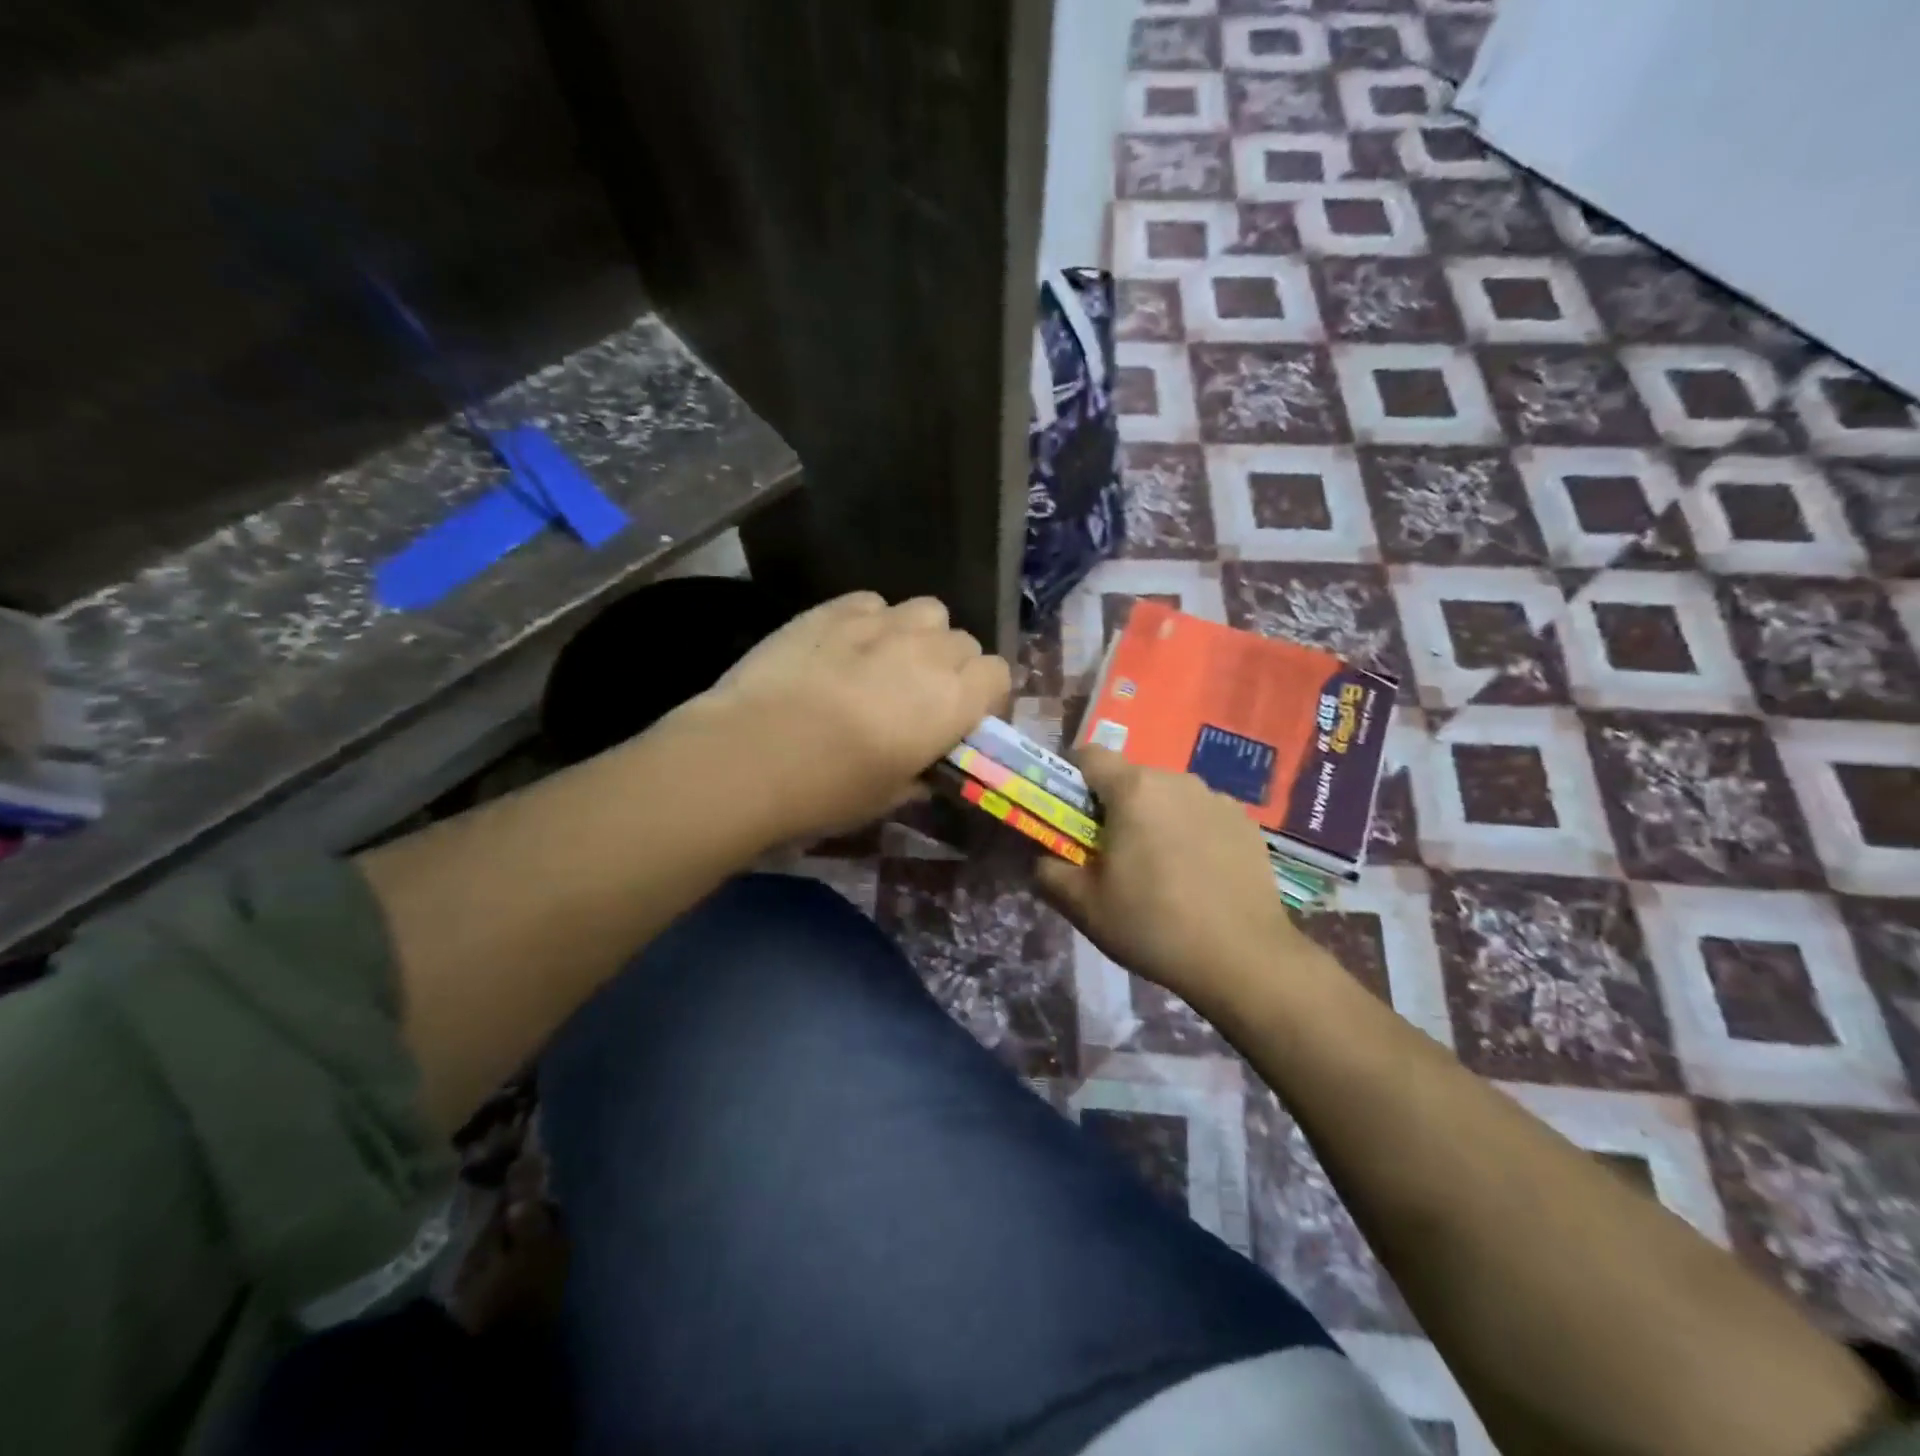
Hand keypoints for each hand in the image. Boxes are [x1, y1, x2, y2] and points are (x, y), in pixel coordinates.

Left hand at [696, 592, 1010, 840]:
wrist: (752, 753)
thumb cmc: (830, 789)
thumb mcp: (889, 797)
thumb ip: (920, 776)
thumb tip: (925, 771)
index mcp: (953, 700)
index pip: (998, 674)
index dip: (984, 696)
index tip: (962, 718)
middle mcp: (928, 652)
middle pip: (964, 641)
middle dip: (952, 666)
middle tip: (920, 696)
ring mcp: (881, 623)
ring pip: (927, 611)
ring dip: (919, 635)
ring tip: (888, 661)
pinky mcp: (835, 609)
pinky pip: (874, 603)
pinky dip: (872, 621)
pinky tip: (846, 646)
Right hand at [1036, 747, 1310, 1013]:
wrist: (1244, 958)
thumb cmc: (1152, 924)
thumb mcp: (1083, 905)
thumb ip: (1048, 871)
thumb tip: (1041, 857)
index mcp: (1133, 789)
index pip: (1088, 755)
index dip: (1070, 778)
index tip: (1068, 813)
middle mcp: (1176, 779)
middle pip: (1130, 778)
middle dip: (1113, 806)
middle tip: (1109, 852)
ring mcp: (1217, 799)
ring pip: (1168, 796)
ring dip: (1154, 818)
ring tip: (1158, 868)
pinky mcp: (1246, 823)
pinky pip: (1202, 815)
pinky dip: (1190, 833)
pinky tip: (1196, 876)